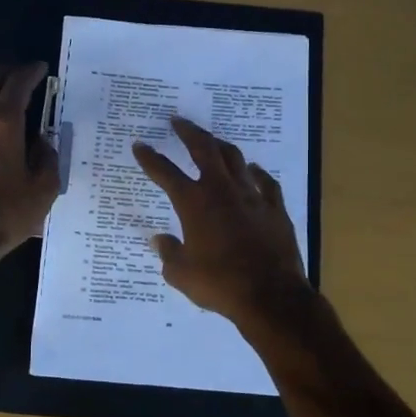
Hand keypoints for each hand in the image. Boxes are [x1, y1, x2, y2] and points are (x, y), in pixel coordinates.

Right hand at [132, 116, 313, 331]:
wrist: (270, 295)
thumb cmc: (220, 284)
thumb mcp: (181, 274)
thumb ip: (168, 253)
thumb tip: (160, 240)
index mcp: (194, 203)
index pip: (166, 173)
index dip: (150, 158)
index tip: (139, 145)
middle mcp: (222, 191)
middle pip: (204, 149)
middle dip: (188, 132)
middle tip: (178, 121)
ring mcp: (252, 196)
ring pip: (235, 159)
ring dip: (220, 145)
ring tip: (212, 140)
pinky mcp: (275, 208)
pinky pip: (266, 182)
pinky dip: (256, 173)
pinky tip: (253, 169)